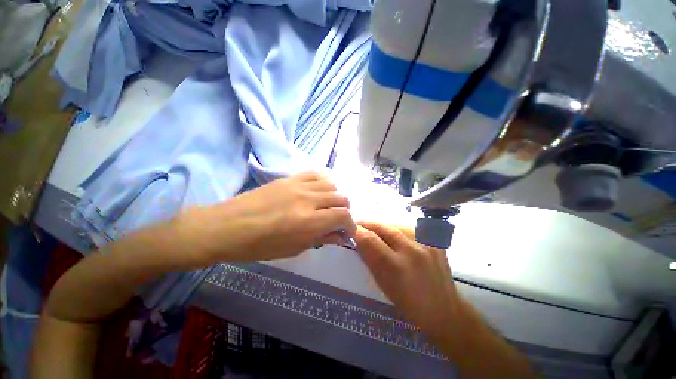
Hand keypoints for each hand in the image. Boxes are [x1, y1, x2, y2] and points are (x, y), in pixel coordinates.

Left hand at [181, 171, 355, 262]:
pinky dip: (323, 182)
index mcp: (310, 222)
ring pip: (331, 184)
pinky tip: (318, 191)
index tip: (347, 232)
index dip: (350, 225)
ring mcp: (299, 185)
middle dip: (345, 211)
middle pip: (341, 198)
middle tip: (337, 220)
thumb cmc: (261, 245)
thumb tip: (340, 236)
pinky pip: (315, 174)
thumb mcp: (295, 249)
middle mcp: (309, 199)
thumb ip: (322, 239)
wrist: (230, 226)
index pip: (344, 216)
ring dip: (335, 196)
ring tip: (328, 205)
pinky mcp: (290, 177)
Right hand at [355, 221, 462, 340]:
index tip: (350, 229)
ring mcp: (427, 243)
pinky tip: (397, 237)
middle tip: (360, 224)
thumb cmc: (408, 303)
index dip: (358, 232)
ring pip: (396, 224)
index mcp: (396, 268)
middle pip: (383, 227)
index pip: (370, 240)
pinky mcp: (435, 241)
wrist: (443, 309)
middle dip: (368, 224)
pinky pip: (410, 228)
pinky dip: (399, 230)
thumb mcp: (382, 284)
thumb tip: (358, 239)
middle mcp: (413, 251)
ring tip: (378, 232)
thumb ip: (369, 258)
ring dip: (383, 227)